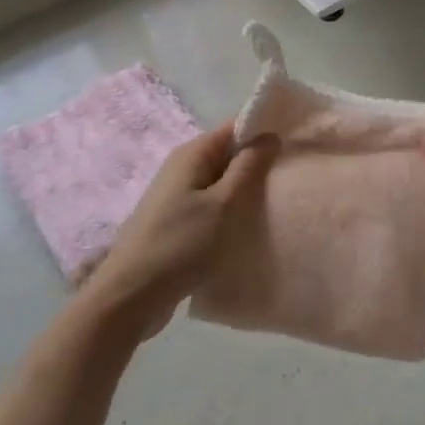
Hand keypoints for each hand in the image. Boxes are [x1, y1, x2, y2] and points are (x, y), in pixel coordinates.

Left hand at [81, 122, 275, 339]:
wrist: (130, 296)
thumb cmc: (181, 245)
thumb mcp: (224, 204)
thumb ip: (249, 167)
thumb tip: (269, 135)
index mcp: (192, 154)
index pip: (235, 127)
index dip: (264, 132)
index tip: (293, 146)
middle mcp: (181, 167)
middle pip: (228, 154)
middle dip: (257, 164)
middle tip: (290, 179)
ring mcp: (176, 196)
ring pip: (220, 182)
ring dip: (244, 191)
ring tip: (274, 204)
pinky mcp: (175, 222)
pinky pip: (210, 205)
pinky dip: (229, 212)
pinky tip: (245, 228)